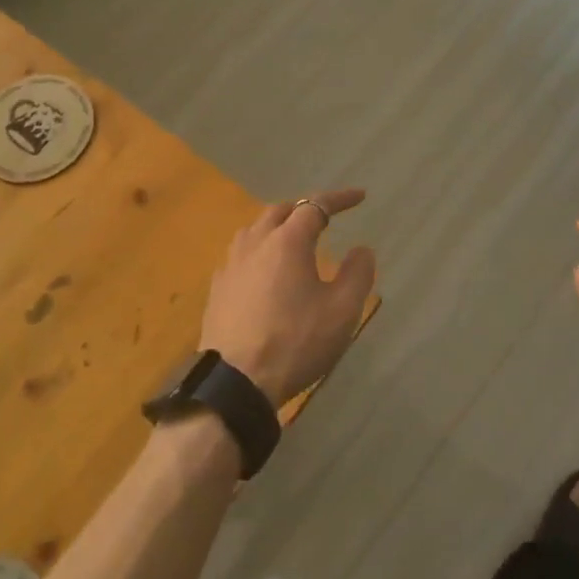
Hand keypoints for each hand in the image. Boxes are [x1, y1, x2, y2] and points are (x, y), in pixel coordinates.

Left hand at [199, 190, 377, 408]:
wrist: (235, 381)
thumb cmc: (295, 342)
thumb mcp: (342, 311)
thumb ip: (357, 274)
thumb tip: (361, 249)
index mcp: (287, 242)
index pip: (315, 206)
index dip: (339, 199)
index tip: (360, 197)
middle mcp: (255, 244)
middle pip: (279, 212)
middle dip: (304, 209)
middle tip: (324, 219)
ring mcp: (231, 266)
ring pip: (254, 230)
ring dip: (277, 226)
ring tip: (292, 239)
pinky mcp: (217, 289)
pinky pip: (240, 255)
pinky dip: (259, 250)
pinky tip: (263, 271)